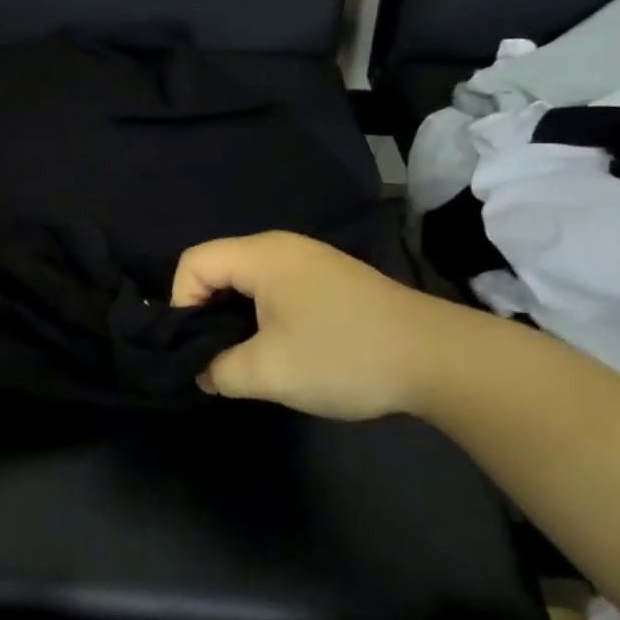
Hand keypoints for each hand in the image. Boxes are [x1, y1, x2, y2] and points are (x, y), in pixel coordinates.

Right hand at [171, 231, 466, 419]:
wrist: (439, 359)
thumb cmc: (342, 355)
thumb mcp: (268, 371)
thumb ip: (219, 370)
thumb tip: (204, 371)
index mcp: (261, 255)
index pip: (193, 263)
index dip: (180, 303)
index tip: (195, 346)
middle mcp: (282, 248)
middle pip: (218, 268)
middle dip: (206, 312)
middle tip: (214, 355)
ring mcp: (312, 262)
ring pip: (249, 281)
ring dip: (237, 317)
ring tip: (245, 357)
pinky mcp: (333, 281)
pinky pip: (278, 289)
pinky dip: (264, 315)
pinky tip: (283, 350)